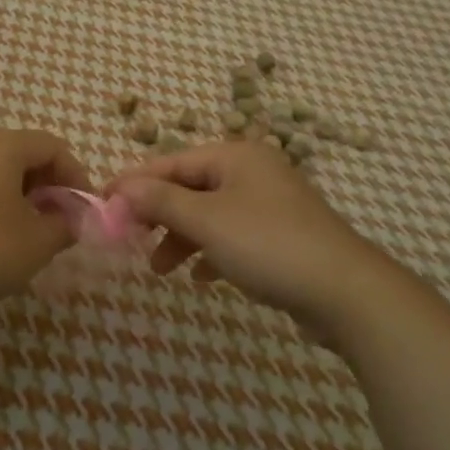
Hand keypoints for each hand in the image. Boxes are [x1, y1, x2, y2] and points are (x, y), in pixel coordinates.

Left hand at [0, 129, 89, 323]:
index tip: (84, 208)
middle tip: (59, 220)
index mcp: (1, 146)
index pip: (52, 146)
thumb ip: (64, 226)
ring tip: (28, 233)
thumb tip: (70, 220)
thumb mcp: (36, 243)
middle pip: (22, 153)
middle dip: (48, 185)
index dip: (75, 175)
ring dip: (19, 196)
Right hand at [112, 140, 382, 340]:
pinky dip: (210, 252)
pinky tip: (200, 276)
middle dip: (158, 214)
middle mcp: (252, 171)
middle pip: (189, 187)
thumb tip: (122, 187)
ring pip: (209, 214)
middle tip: (129, 239)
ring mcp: (269, 204)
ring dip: (181, 237)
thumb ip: (161, 201)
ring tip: (160, 269)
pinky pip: (232, 236)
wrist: (347, 293)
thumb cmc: (269, 245)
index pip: (171, 162)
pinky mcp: (281, 236)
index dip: (134, 182)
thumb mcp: (207, 220)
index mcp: (235, 156)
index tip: (102, 201)